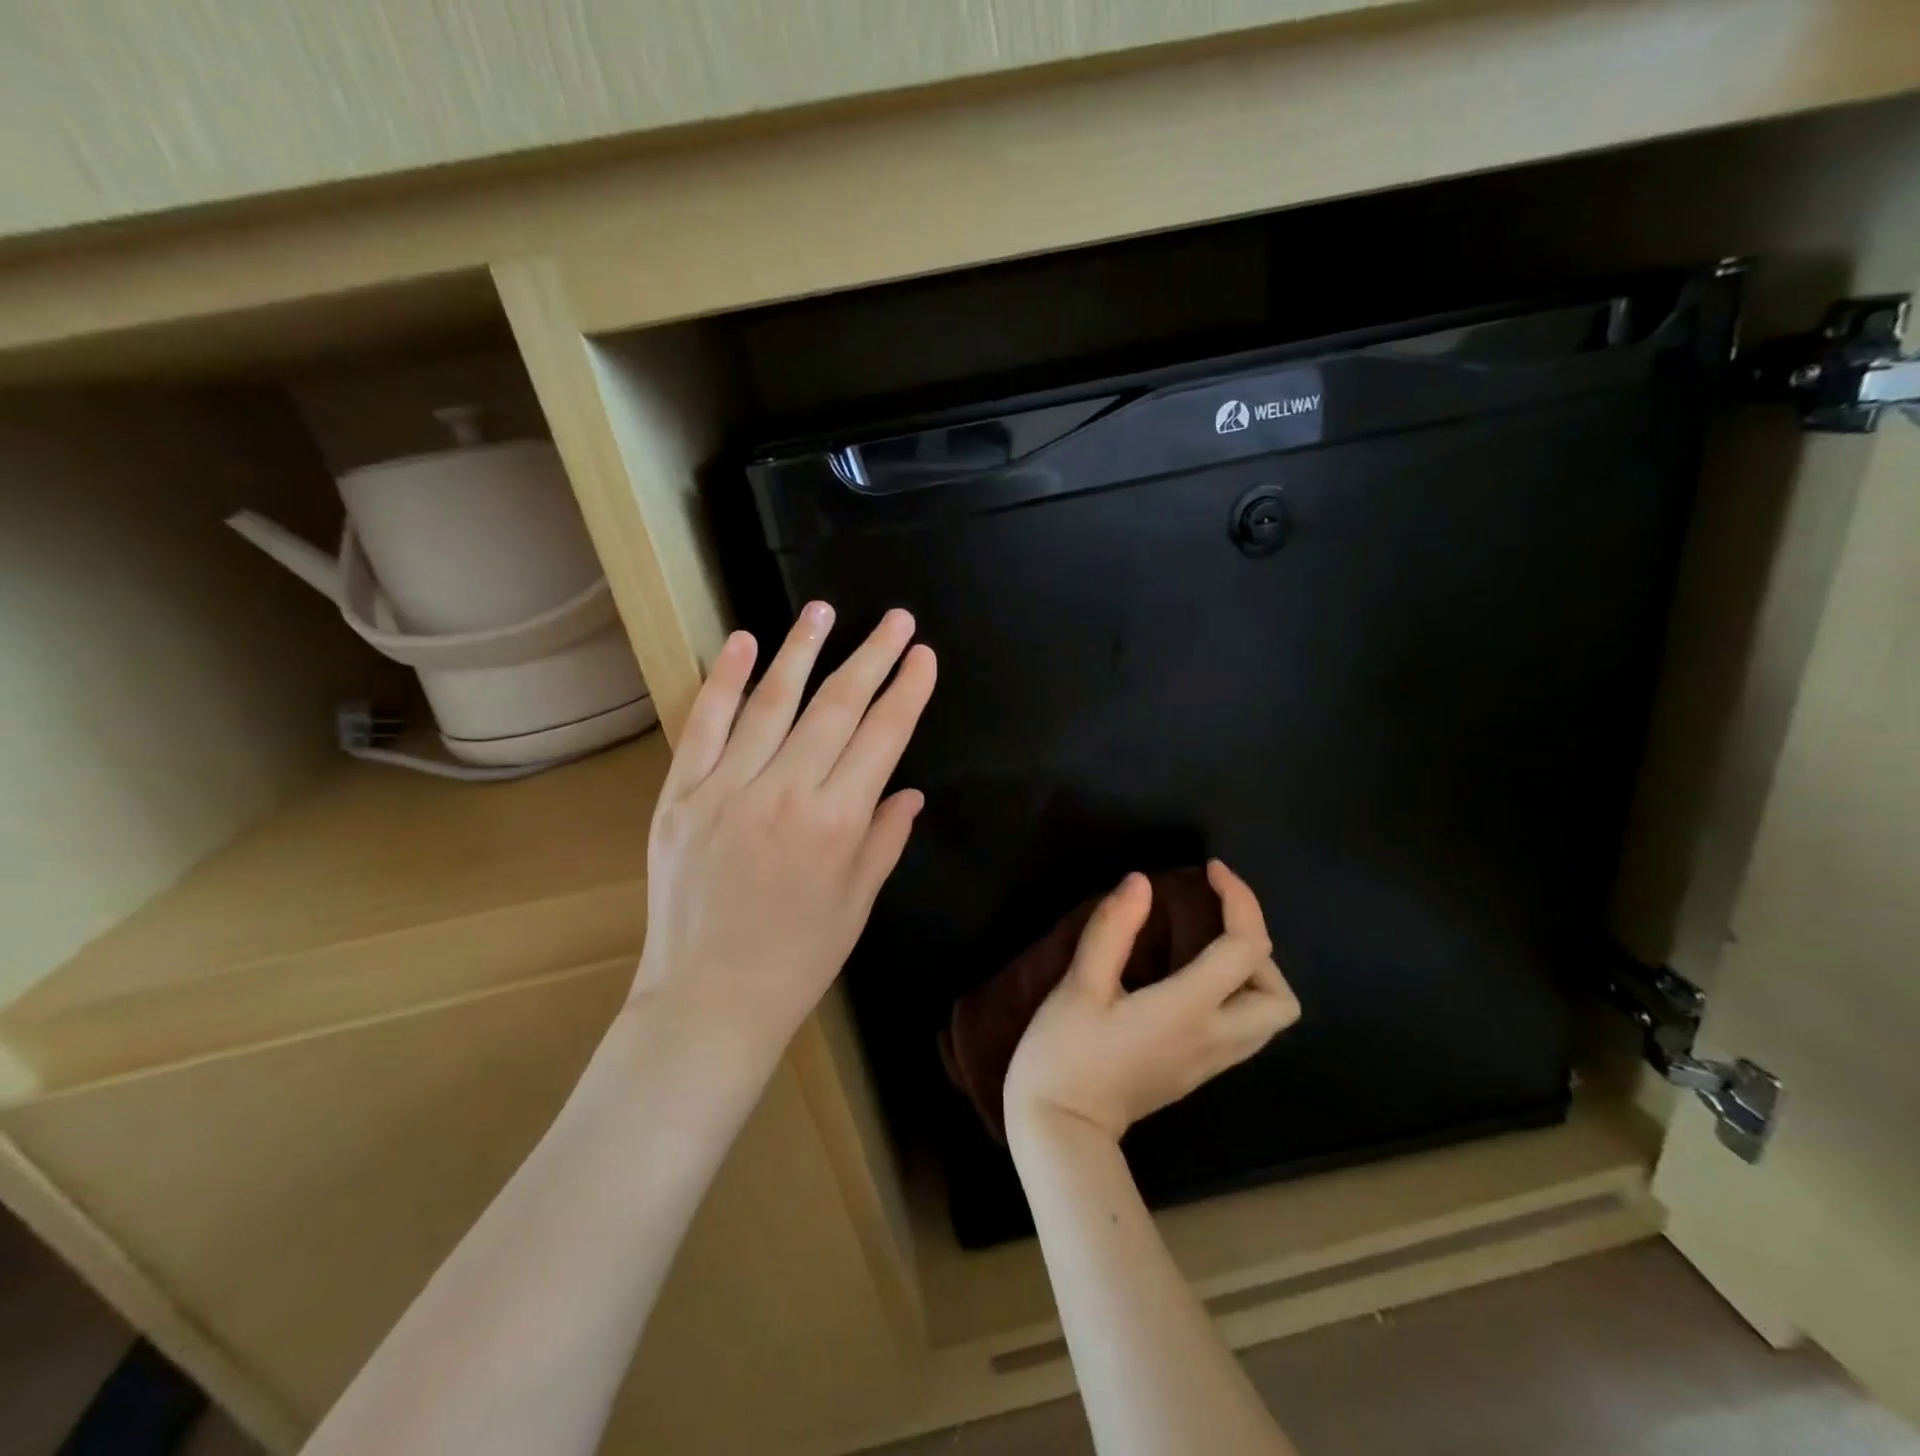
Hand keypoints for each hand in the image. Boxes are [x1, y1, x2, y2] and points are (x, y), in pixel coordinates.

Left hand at [630, 602, 936, 1065]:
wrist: (708, 999)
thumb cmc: (798, 958)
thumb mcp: (858, 903)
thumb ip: (884, 838)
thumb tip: (908, 790)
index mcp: (836, 822)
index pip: (882, 736)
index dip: (907, 690)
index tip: (923, 655)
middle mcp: (784, 793)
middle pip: (836, 707)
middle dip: (872, 657)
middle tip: (895, 619)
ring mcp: (726, 789)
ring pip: (771, 702)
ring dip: (802, 651)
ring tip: (823, 610)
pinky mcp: (680, 795)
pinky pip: (703, 725)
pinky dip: (722, 680)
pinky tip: (744, 643)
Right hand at [1004, 862, 1298, 1144]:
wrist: (1060, 1132)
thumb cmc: (1064, 1054)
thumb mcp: (1079, 985)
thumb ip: (1112, 929)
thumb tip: (1141, 882)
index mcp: (1188, 1011)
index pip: (1245, 949)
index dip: (1240, 899)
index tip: (1211, 870)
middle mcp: (1213, 1038)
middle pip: (1279, 998)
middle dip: (1258, 947)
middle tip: (1213, 922)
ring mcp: (1208, 1062)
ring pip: (1268, 1020)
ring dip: (1252, 975)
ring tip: (1206, 946)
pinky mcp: (1196, 1073)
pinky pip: (1243, 1031)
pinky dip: (1235, 995)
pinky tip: (1191, 979)